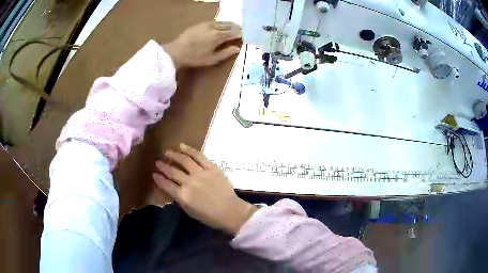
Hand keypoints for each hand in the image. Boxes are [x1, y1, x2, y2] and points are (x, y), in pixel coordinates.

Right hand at [152, 143, 256, 234]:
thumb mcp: (189, 211)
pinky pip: (199, 156)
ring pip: (184, 160)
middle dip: (163, 166)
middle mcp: (189, 182)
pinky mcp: (212, 168)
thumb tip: (173, 188)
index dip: (158, 178)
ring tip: (167, 152)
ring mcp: (201, 174)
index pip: (166, 184)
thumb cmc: (209, 216)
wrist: (230, 211)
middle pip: (172, 171)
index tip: (154, 174)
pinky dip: (189, 150)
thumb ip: (180, 198)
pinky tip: (182, 146)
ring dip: (174, 155)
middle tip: (158, 162)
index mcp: (183, 196)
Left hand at [163, 21, 241, 68]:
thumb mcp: (212, 59)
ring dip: (229, 25)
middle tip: (241, 32)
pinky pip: (214, 21)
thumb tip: (237, 48)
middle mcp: (214, 27)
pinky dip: (220, 24)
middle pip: (229, 25)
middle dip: (236, 28)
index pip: (234, 32)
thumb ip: (226, 53)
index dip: (240, 34)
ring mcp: (207, 24)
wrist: (176, 51)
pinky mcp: (200, 23)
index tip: (244, 37)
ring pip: (222, 22)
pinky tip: (220, 27)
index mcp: (218, 36)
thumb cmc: (195, 57)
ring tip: (232, 29)